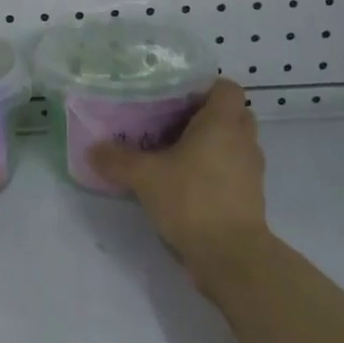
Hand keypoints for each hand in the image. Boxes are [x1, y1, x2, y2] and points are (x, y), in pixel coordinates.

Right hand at [89, 79, 271, 281]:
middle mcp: (243, 140)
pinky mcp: (250, 196)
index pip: (226, 87)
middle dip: (206, 116)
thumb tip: (92, 149)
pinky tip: (185, 183)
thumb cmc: (192, 200)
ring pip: (233, 143)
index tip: (176, 98)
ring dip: (211, 144)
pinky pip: (233, 170)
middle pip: (232, 113)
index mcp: (222, 123)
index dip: (204, 88)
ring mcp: (251, 170)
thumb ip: (117, 160)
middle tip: (172, 124)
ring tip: (175, 154)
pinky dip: (215, 170)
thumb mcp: (144, 177)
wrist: (231, 255)